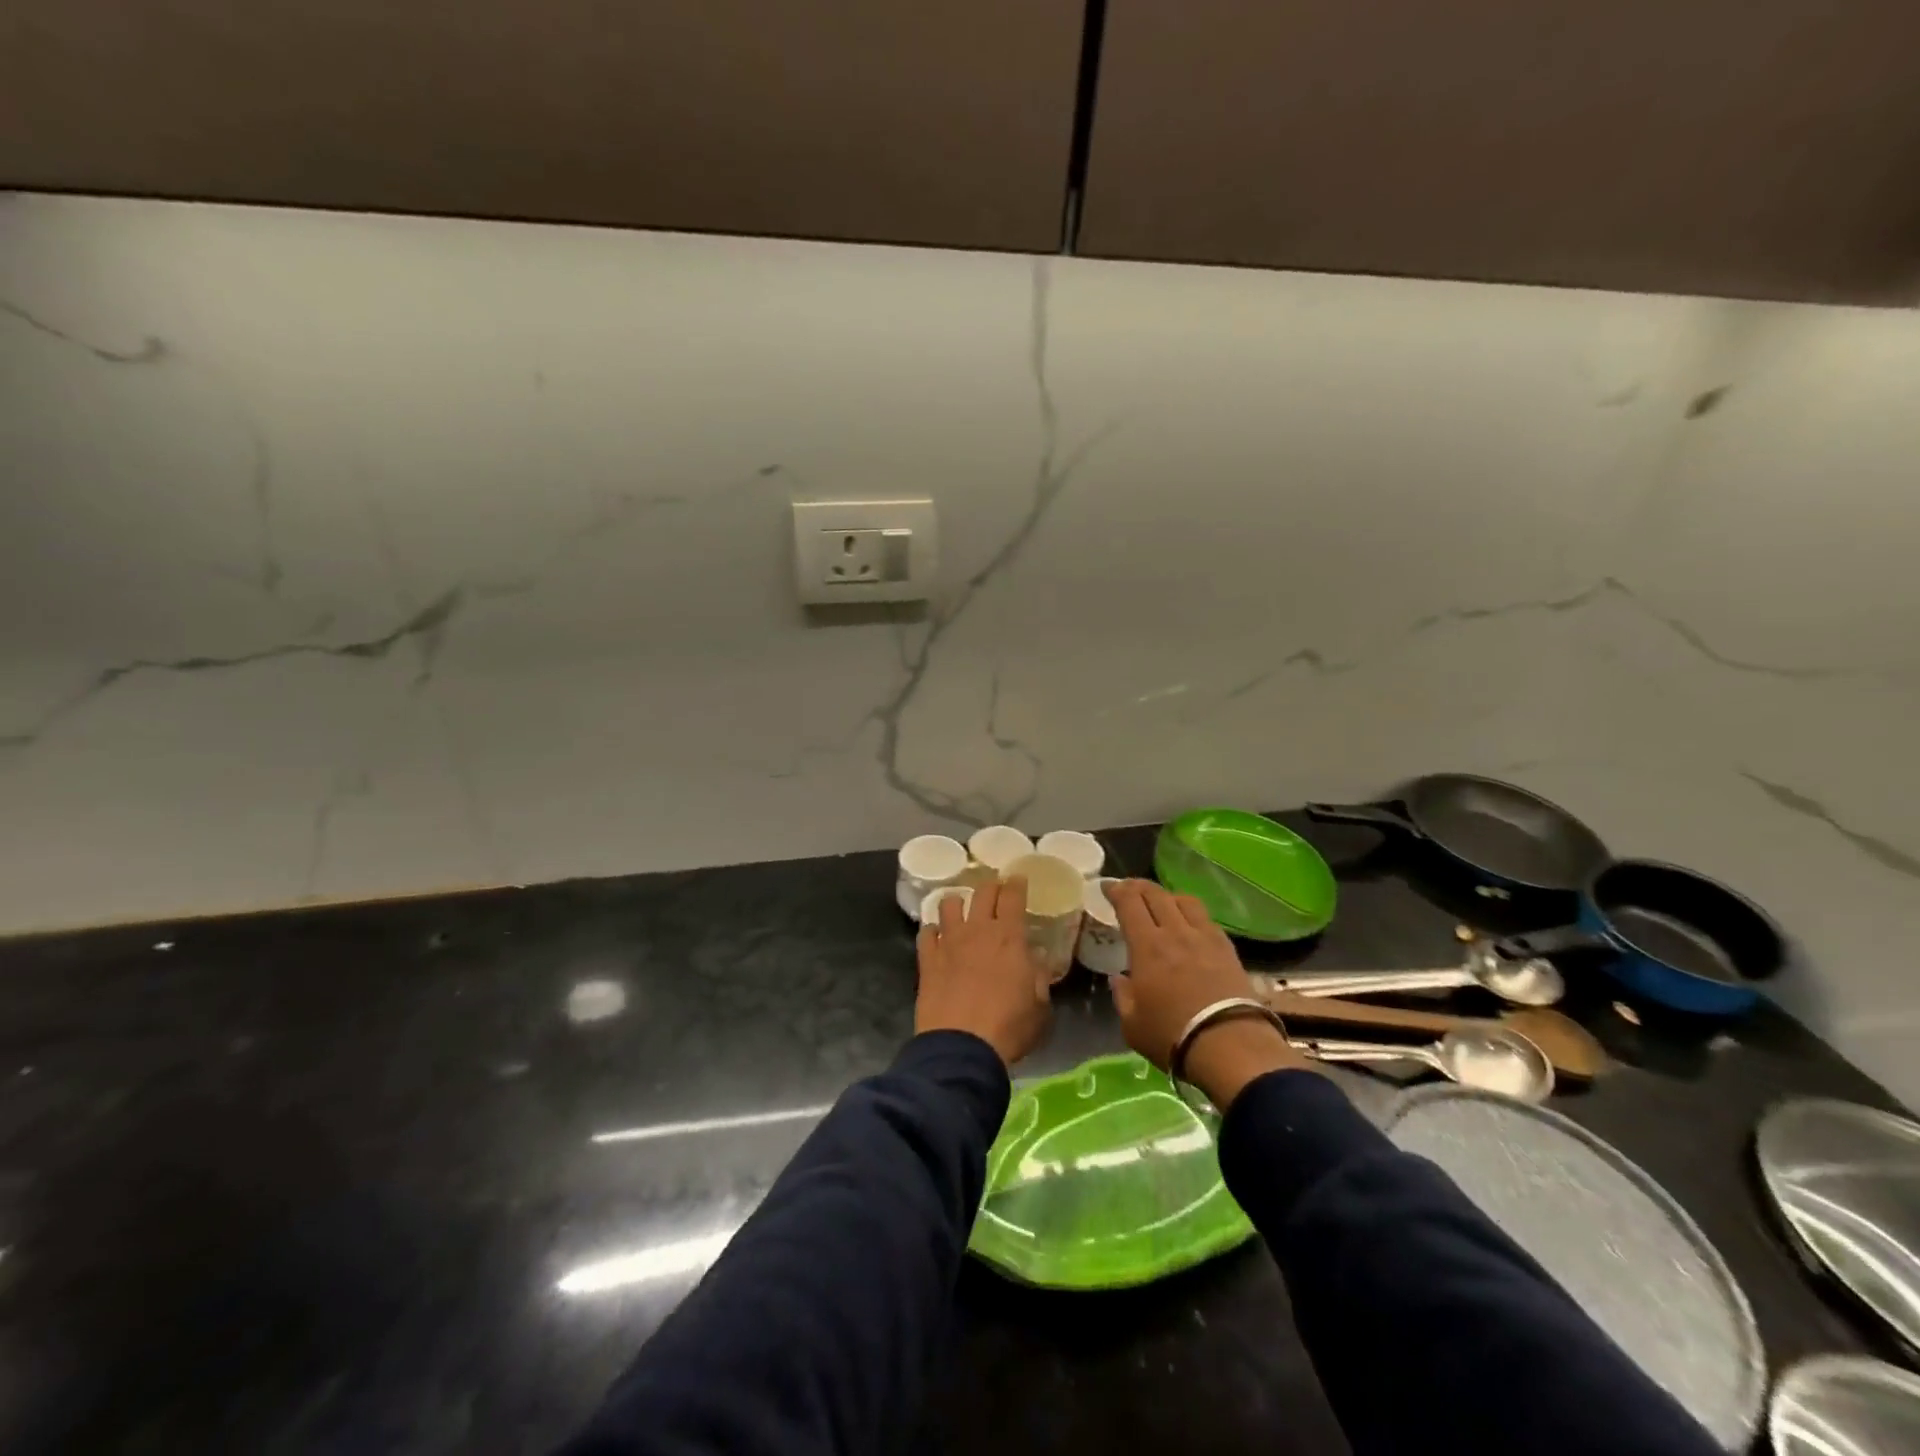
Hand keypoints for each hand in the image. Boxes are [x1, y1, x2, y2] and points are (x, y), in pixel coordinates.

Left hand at [915, 877, 1050, 1066]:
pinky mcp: (926, 959)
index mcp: (1009, 937)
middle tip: (996, 892)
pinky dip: (933, 931)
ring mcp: (948, 942)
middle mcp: (977, 930)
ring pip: (948, 904)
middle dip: (991, 887)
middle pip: (982, 892)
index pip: (1012, 896)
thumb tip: (1034, 961)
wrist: (961, 1047)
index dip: (1016, 883)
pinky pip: (926, 932)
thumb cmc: (1008, 1028)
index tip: (1018, 879)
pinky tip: (937, 939)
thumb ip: (1039, 978)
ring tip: (962, 912)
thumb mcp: (1040, 1007)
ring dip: (958, 904)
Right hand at [1106, 880, 1311, 1108]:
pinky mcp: (1227, 948)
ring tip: (1161, 902)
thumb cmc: (1172, 1036)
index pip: (1129, 903)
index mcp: (1147, 946)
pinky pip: (1206, 918)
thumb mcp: (1132, 1024)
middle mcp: (1175, 932)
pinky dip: (1191, 913)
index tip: (1107, 887)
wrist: (1230, 1046)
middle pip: (1156, 894)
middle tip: (1129, 889)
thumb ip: (1122, 996)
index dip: (1116, 890)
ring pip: (1184, 900)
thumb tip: (1118, 978)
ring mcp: (1204, 938)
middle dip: (1138, 886)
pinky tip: (1190, 924)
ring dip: (1167, 896)